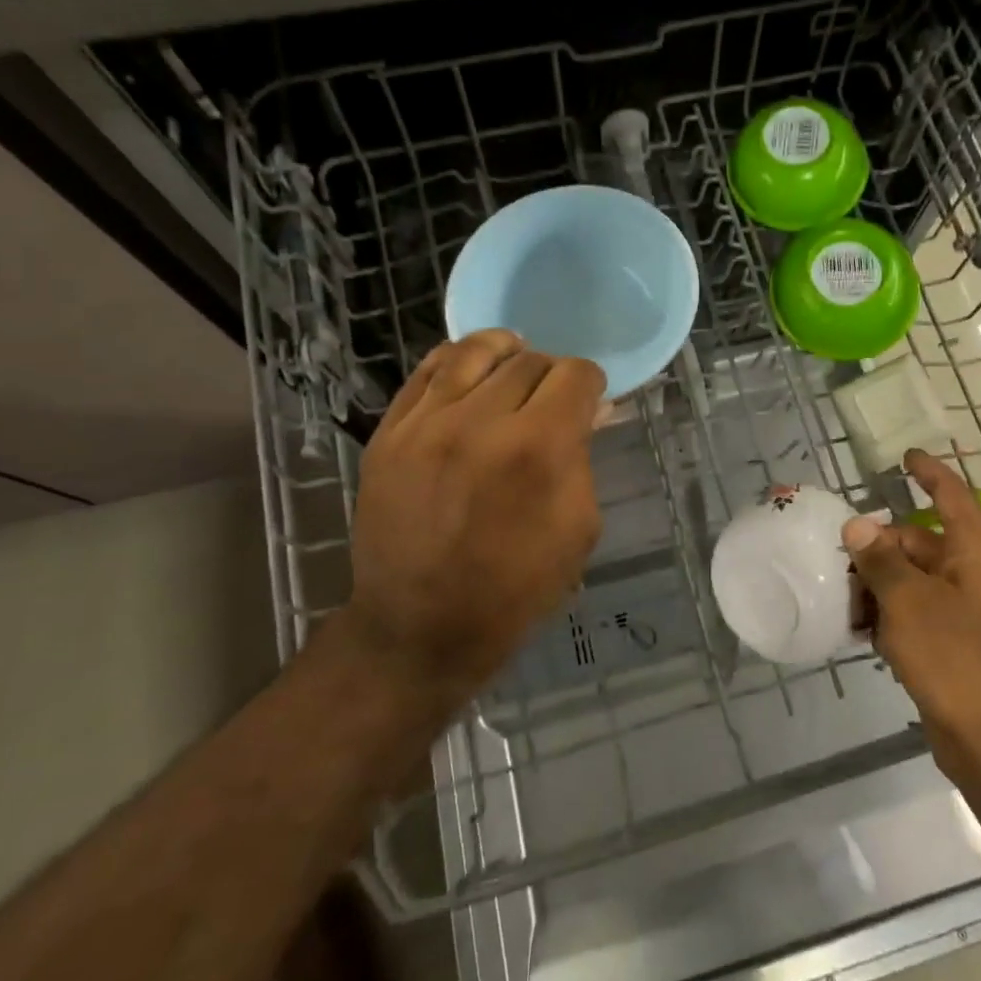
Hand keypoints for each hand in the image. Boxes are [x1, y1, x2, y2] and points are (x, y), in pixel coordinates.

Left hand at [343, 330, 605, 712]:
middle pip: (529, 361)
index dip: (591, 383)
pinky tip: (470, 370)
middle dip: (552, 374)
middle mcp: (482, 421)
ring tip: (513, 362)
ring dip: (505, 352)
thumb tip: (588, 411)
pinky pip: (426, 372)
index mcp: (539, 448)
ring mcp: (427, 424)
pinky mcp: (389, 434)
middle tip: (552, 399)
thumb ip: (584, 458)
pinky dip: (456, 361)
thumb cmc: (515, 589)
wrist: (421, 629)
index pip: (575, 376)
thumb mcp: (579, 529)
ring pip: (474, 352)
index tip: (588, 401)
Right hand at [842, 449, 980, 770]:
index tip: (905, 457)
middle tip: (837, 558)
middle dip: (878, 547)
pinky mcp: (948, 644)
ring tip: (841, 599)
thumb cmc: (957, 656)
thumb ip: (880, 561)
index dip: (929, 472)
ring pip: (909, 580)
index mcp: (973, 552)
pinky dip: (885, 616)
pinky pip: (910, 614)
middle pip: (918, 542)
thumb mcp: (910, 601)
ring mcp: (959, 611)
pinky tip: (857, 631)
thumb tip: (857, 524)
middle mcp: (969, 574)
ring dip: (876, 585)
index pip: (951, 496)